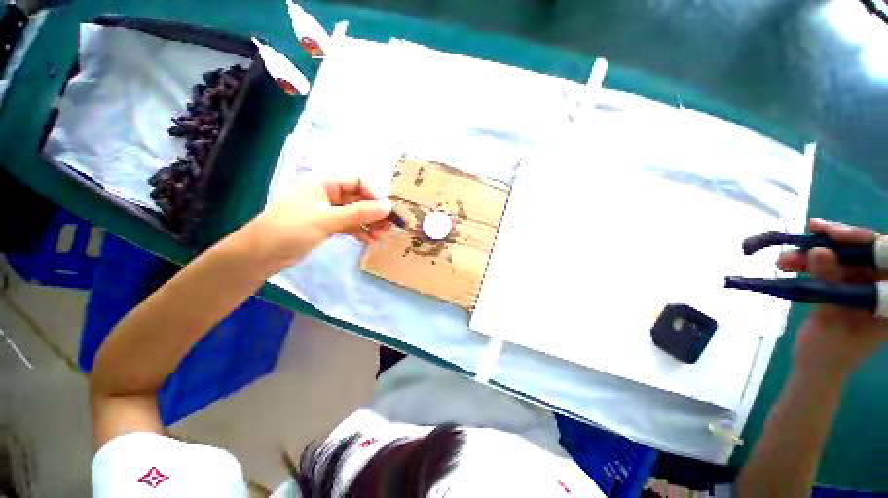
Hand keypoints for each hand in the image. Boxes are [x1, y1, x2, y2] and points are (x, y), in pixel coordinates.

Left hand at [241, 178, 391, 271]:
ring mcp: (327, 211)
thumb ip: (359, 213)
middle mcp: (327, 194)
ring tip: (381, 236)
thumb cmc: (290, 229)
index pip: (357, 181)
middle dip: (374, 212)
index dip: (373, 194)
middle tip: (388, 227)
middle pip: (358, 199)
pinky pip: (348, 226)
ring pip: (355, 213)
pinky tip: (369, 241)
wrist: (259, 255)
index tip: (385, 210)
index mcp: (324, 183)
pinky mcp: (326, 226)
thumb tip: (387, 207)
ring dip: (369, 224)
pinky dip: (359, 232)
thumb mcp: (327, 219)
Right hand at [777, 219, 887, 378]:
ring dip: (814, 253)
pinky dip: (809, 262)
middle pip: (865, 252)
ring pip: (843, 257)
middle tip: (809, 232)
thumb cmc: (829, 353)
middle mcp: (881, 287)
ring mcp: (864, 286)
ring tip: (784, 259)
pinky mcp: (845, 286)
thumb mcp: (829, 320)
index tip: (833, 232)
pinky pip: (830, 266)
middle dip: (835, 242)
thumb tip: (820, 250)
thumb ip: (829, 285)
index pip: (886, 259)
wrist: (815, 368)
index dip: (863, 241)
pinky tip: (788, 263)